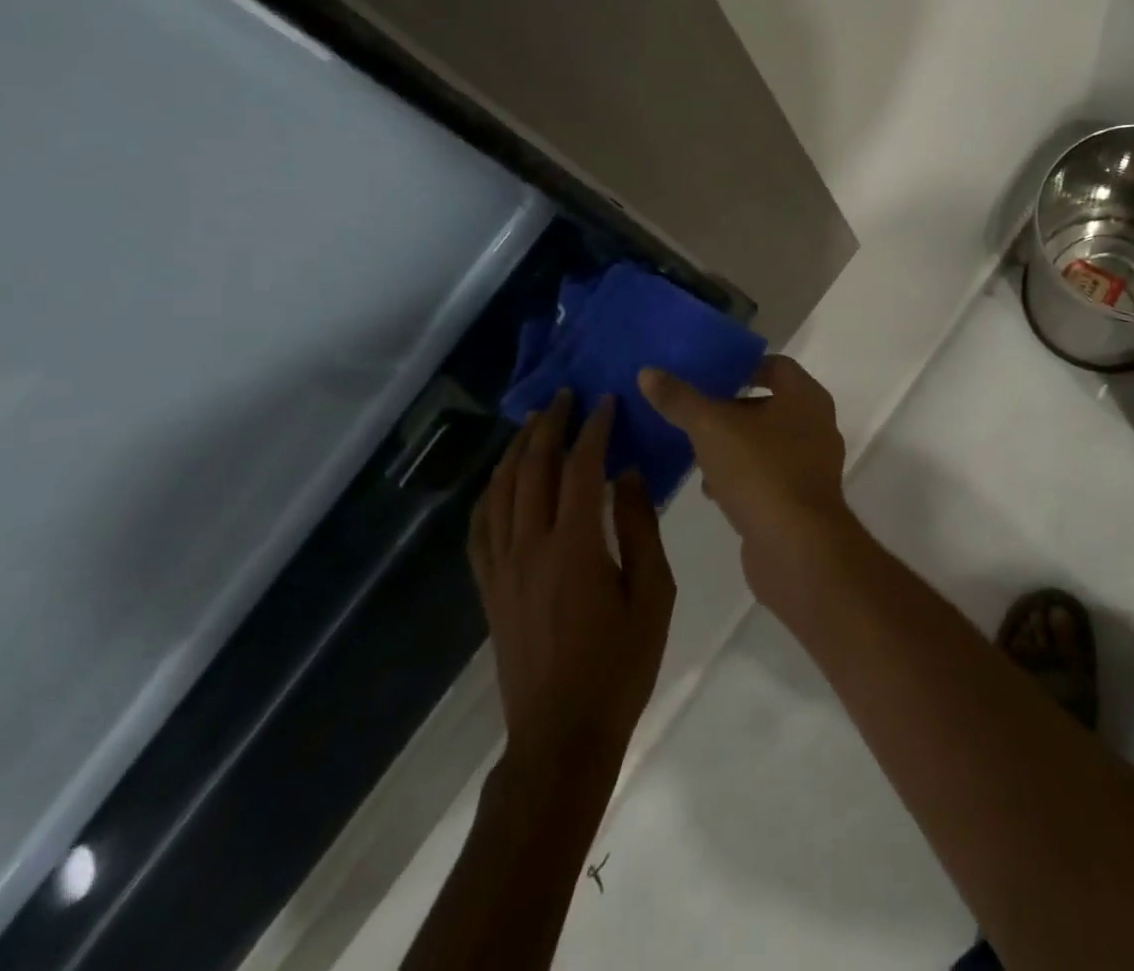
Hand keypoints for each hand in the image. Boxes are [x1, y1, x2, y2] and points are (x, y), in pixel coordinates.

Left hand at [468, 390, 675, 760]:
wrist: (561, 735)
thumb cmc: (620, 665)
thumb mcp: (653, 595)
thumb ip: (642, 529)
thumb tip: (629, 475)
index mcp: (576, 546)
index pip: (581, 468)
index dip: (593, 430)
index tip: (605, 402)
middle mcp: (531, 546)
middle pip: (533, 469)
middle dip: (550, 426)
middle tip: (565, 397)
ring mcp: (503, 567)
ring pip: (501, 491)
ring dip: (518, 450)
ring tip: (534, 423)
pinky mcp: (489, 588)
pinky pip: (480, 527)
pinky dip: (489, 493)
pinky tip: (500, 480)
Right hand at [638, 356, 852, 598]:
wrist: (797, 549)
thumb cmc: (760, 471)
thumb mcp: (711, 428)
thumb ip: (680, 399)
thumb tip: (648, 372)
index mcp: (805, 398)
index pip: (776, 366)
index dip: (742, 366)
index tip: (708, 373)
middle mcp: (816, 426)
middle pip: (769, 405)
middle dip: (730, 408)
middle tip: (693, 410)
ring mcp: (812, 466)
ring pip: (766, 443)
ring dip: (733, 445)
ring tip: (695, 449)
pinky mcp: (802, 501)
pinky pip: (767, 476)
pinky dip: (741, 476)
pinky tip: (711, 488)